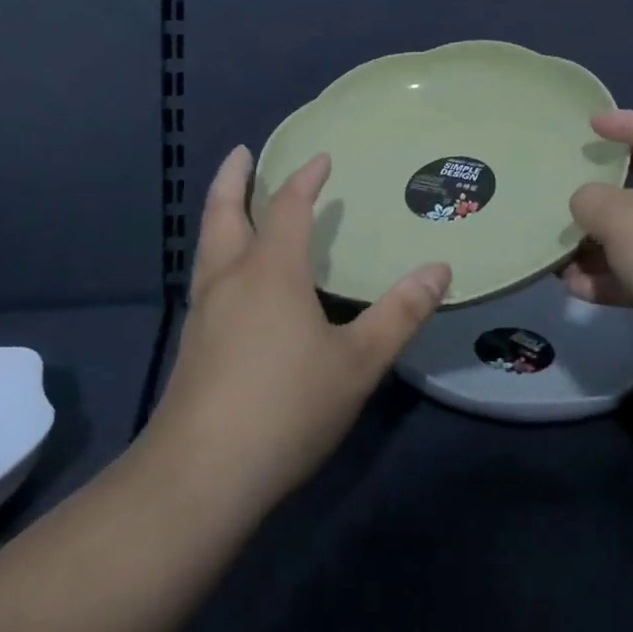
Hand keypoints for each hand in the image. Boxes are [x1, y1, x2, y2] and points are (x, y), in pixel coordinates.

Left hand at [144, 147, 451, 519]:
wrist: (199, 478)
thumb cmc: (286, 407)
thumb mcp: (358, 362)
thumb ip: (400, 313)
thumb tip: (440, 268)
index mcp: (271, 272)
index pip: (287, 209)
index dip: (305, 180)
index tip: (320, 159)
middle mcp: (231, 281)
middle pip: (225, 215)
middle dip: (233, 181)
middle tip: (241, 153)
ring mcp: (204, 314)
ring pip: (208, 247)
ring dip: (219, 215)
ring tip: (230, 203)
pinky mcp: (192, 347)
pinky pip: (206, 278)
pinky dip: (217, 254)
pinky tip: (229, 280)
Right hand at [561, 110, 632, 350]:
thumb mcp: (621, 217)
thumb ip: (591, 201)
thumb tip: (587, 203)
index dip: (622, 122)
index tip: (591, 124)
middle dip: (609, 189)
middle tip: (577, 183)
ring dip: (607, 244)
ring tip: (564, 253)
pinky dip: (623, 276)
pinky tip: (581, 289)